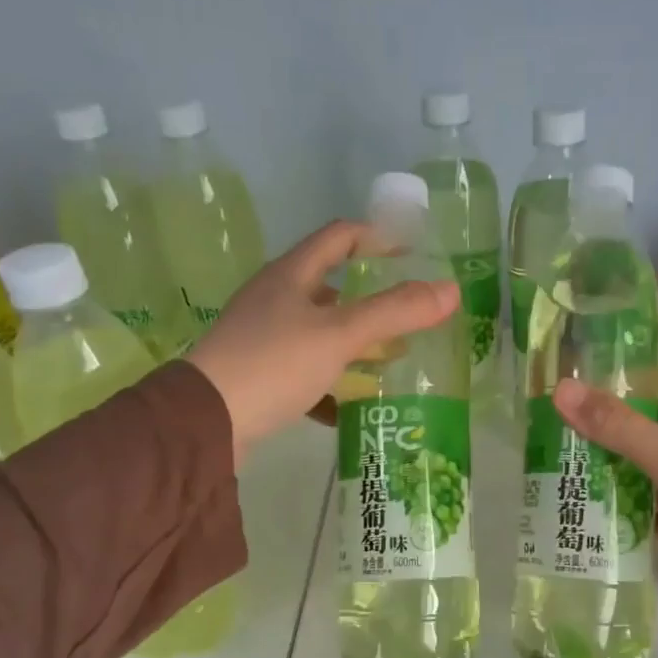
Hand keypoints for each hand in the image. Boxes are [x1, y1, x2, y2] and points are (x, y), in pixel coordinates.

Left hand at [186, 221, 459, 459]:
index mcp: (291, 275)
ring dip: (353, 345)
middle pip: (330, 287)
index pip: (339, 237)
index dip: (377, 238)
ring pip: (318, 332)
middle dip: (370, 300)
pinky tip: (349, 408)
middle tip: (407, 317)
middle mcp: (274, 299)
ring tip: (387, 363)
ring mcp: (262, 338)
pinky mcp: (258, 375)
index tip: (412, 254)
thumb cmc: (274, 364)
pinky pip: (304, 371)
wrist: (206, 421)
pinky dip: (330, 384)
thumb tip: (451, 290)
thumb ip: (395, 312)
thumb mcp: (341, 335)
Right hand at [551, 369, 657, 657]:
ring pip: (648, 469)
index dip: (619, 377)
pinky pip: (655, 509)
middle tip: (551, 432)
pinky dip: (629, 512)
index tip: (569, 383)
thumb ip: (620, 427)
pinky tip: (592, 518)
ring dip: (612, 472)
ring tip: (559, 472)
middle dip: (604, 429)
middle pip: (648, 425)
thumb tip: (561, 388)